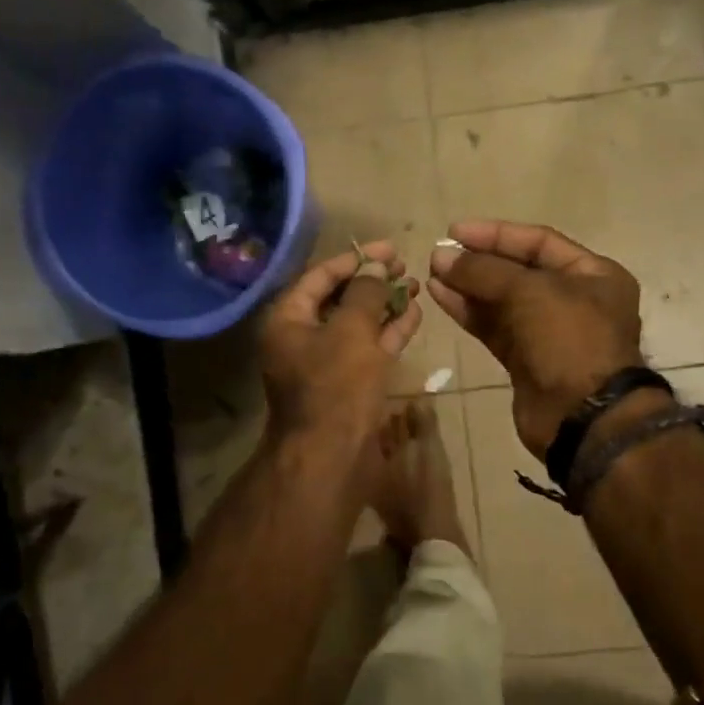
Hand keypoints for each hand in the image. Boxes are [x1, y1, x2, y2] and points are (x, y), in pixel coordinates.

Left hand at [260, 240, 421, 451]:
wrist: (331, 456)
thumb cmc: (336, 385)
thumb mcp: (351, 330)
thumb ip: (366, 292)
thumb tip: (377, 265)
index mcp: (288, 320)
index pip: (320, 276)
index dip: (355, 259)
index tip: (389, 248)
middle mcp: (302, 338)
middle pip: (339, 299)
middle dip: (373, 282)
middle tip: (404, 266)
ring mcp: (325, 363)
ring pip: (357, 325)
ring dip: (384, 305)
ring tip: (415, 285)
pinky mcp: (347, 384)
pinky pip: (368, 349)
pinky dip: (389, 332)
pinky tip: (414, 314)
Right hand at [428, 220, 642, 458]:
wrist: (584, 419)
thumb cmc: (569, 340)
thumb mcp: (530, 293)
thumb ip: (484, 271)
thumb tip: (441, 258)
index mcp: (593, 274)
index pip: (538, 242)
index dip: (496, 234)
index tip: (455, 231)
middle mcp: (573, 299)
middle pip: (518, 271)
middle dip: (478, 262)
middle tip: (438, 255)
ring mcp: (549, 333)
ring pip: (502, 301)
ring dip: (468, 286)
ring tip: (432, 273)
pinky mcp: (526, 361)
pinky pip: (494, 327)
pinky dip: (469, 312)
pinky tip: (441, 297)